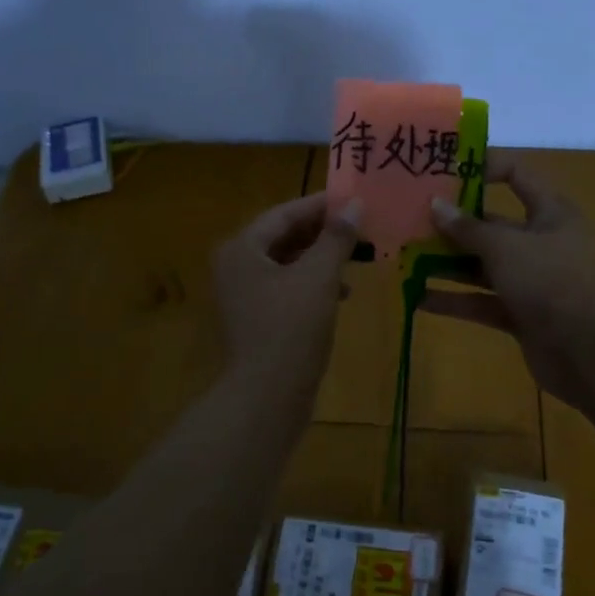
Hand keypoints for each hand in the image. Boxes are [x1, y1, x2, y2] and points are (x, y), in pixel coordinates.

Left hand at [214, 193, 359, 402]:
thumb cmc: (291, 327)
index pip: (284, 213)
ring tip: (355, 258)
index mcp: (242, 248)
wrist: (267, 397)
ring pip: (286, 263)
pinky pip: (286, 288)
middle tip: (358, 226)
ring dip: (320, 258)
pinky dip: (312, 284)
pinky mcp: (255, 319)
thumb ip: (336, 238)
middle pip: (283, 237)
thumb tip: (355, 205)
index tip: (353, 199)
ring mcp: (242, 295)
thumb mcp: (319, 276)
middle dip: (322, 232)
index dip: (320, 205)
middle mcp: (235, 266)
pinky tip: (340, 293)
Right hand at [423, 156, 594, 406]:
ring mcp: (531, 280)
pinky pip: (481, 301)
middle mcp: (541, 242)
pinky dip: (454, 300)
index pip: (516, 175)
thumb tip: (435, 204)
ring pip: (483, 265)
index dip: (482, 168)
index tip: (443, 170)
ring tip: (405, 256)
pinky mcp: (521, 314)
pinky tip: (417, 298)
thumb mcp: (505, 247)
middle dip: (453, 223)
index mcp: (550, 212)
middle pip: (492, 224)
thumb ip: (467, 228)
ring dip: (447, 263)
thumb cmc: (551, 281)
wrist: (591, 354)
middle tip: (410, 217)